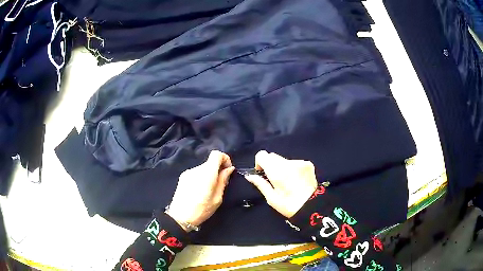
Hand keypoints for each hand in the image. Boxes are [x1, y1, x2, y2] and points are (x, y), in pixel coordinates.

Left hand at [166, 150, 234, 231]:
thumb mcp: (217, 198)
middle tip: (220, 184)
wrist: (180, 217)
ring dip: (209, 175)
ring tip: (208, 190)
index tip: (227, 170)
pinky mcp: (182, 177)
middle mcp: (196, 169)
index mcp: (207, 173)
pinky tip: (199, 191)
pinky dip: (201, 178)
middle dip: (217, 169)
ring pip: (203, 168)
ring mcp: (188, 172)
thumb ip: (223, 181)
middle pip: (210, 162)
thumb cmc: (202, 210)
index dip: (224, 159)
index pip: (216, 154)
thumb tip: (229, 169)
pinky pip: (196, 173)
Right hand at [245, 150, 316, 217]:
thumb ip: (260, 184)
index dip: (259, 162)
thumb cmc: (289, 205)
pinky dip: (292, 168)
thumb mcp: (271, 198)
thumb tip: (250, 176)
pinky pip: (295, 162)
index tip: (262, 173)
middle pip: (273, 156)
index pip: (262, 155)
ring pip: (284, 159)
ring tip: (288, 181)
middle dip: (270, 165)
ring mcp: (300, 162)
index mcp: (277, 172)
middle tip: (274, 179)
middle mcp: (288, 163)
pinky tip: (296, 180)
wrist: (312, 207)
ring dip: (282, 167)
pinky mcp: (308, 164)